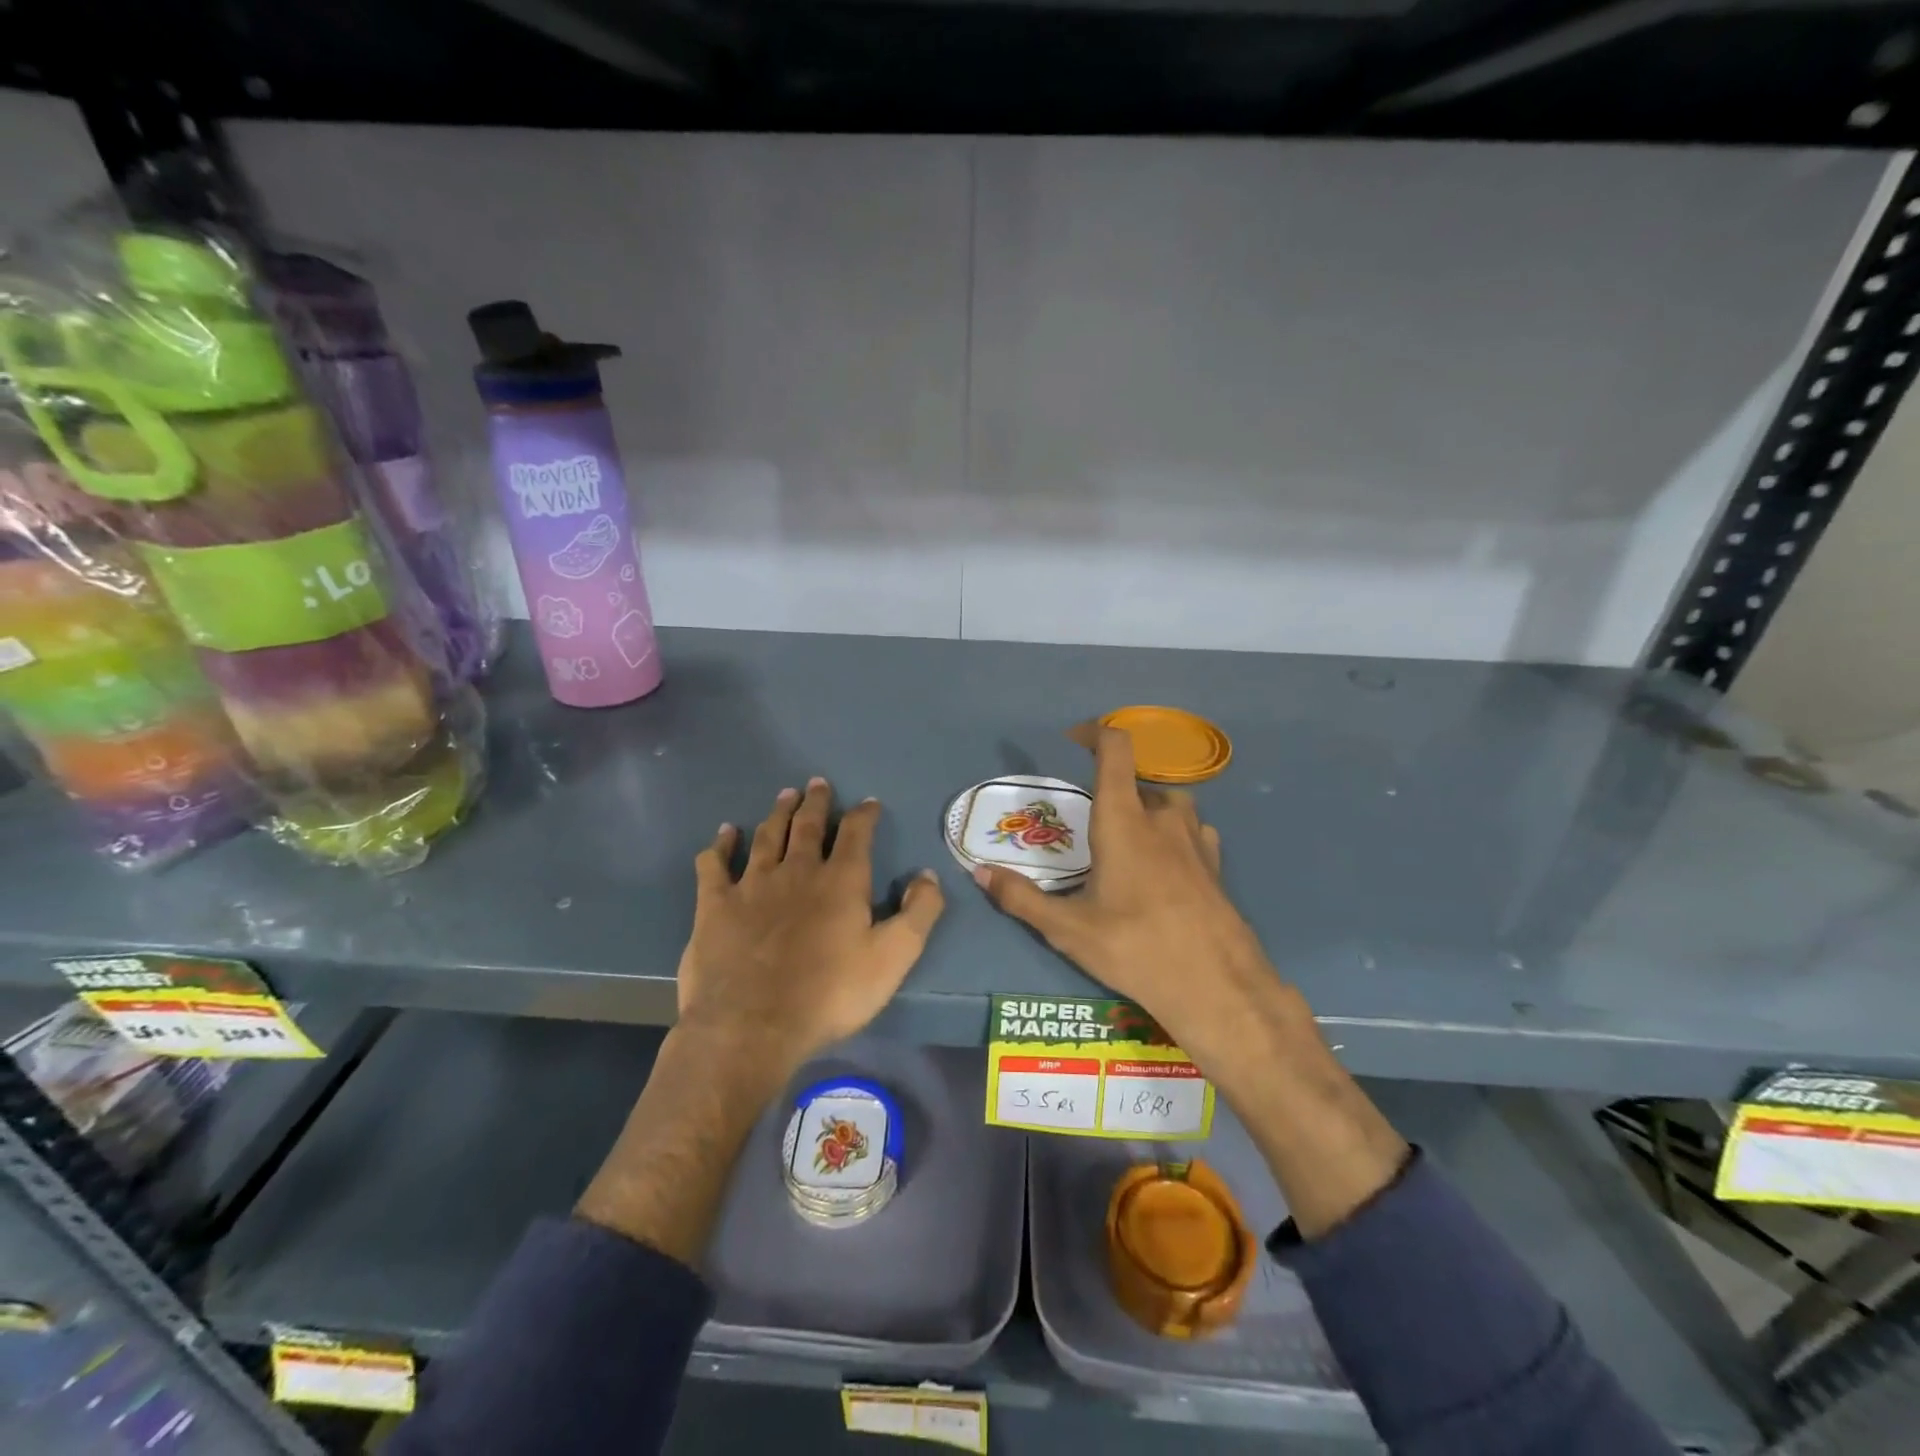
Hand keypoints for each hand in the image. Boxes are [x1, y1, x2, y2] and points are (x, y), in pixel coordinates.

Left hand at [678, 778, 945, 1073]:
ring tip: (785, 795)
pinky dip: (721, 845)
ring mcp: (752, 884)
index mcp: (841, 881)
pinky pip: (715, 864)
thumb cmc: (829, 994)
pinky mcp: (716, 904)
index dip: (864, 815)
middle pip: (808, 825)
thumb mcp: (893, 958)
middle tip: (818, 783)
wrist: (752, 1026)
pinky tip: (725, 833)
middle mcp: (797, 871)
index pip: (857, 834)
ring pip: (767, 836)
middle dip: (816, 802)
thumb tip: (928, 874)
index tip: (869, 803)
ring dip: (778, 813)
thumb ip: (918, 913)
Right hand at [976, 730, 1407, 1239]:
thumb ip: (1021, 897)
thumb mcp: (1068, 929)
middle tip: (1089, 827)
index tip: (1075, 739)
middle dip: (1112, 791)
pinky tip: (1163, 867)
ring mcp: (1197, 839)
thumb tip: (979, 874)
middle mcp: (1163, 818)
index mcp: (1125, 820)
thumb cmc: (1136, 949)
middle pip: (1137, 782)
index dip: (1095, 734)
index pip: (1116, 751)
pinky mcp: (1216, 864)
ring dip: (1144, 811)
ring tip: (1126, 844)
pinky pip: (1191, 831)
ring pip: (1167, 805)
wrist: (1217, 987)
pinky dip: (1172, 835)